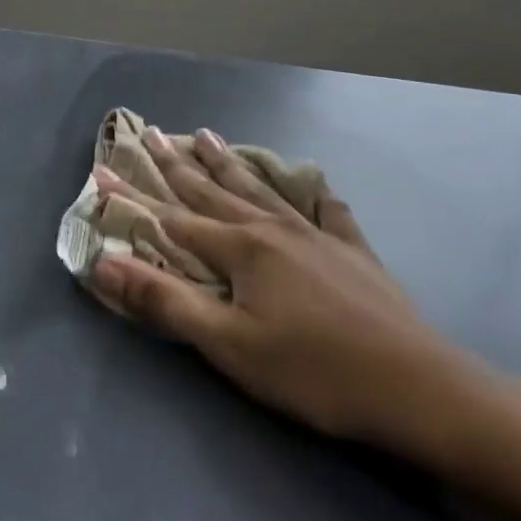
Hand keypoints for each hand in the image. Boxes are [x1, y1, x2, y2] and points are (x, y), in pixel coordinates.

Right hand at [87, 128, 486, 460]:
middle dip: (178, 164)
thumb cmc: (311, 371)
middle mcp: (274, 229)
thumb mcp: (227, 344)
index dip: (134, 197)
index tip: (102, 170)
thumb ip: (164, 301)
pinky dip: (313, 195)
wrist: (417, 389)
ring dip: (230, 165)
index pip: (172, 217)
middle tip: (153, 131)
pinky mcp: (354, 253)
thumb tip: (104, 263)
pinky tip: (313, 185)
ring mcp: (318, 236)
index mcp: (242, 249)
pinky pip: (327, 212)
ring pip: (262, 191)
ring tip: (208, 136)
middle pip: (215, 191)